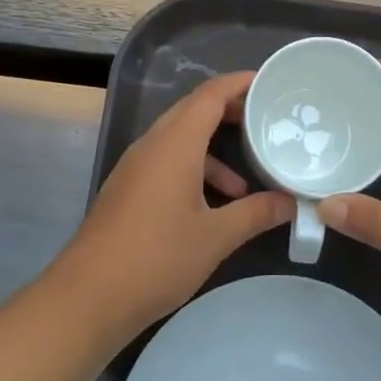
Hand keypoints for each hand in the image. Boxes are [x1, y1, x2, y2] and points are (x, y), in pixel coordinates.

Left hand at [59, 71, 292, 336]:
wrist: (88, 298)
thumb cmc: (156, 258)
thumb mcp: (215, 237)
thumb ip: (256, 213)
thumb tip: (291, 203)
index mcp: (174, 144)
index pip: (209, 95)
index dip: (239, 83)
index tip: (269, 82)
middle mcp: (152, 145)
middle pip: (193, 111)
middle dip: (230, 112)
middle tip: (265, 120)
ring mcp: (135, 167)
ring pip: (180, 139)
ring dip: (213, 150)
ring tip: (246, 181)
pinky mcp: (128, 189)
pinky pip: (167, 162)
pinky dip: (194, 171)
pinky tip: (212, 207)